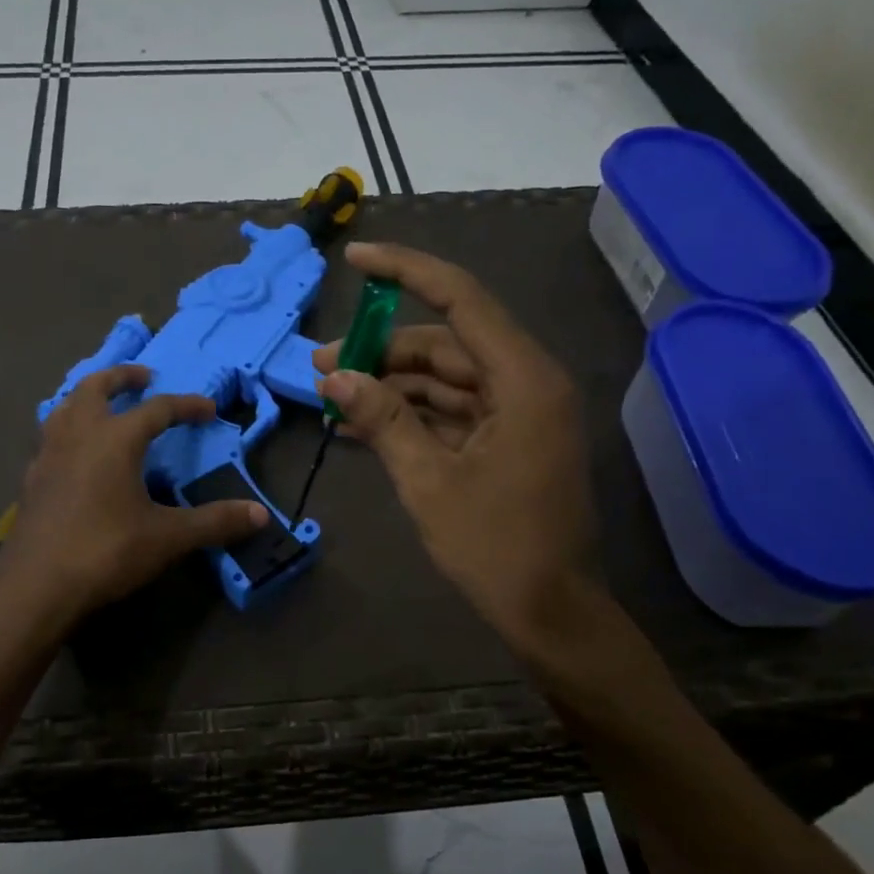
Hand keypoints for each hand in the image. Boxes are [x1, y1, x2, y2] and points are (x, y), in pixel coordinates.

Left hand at [0, 364, 267, 621]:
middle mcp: (78, 435)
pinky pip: (50, 436)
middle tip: (143, 377)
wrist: (36, 586)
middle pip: (95, 387)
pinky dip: (67, 428)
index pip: (158, 409)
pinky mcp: (32, 479)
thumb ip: (214, 522)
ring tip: (104, 404)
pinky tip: (75, 452)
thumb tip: (261, 515)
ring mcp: (48, 455)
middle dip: (121, 377)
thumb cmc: (106, 552)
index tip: (209, 409)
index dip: (186, 405)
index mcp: (115, 439)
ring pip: (65, 407)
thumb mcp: (167, 537)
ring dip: (87, 397)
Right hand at [314, 242, 603, 656]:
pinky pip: (453, 411)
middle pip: (446, 344)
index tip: (356, 260)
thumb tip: (334, 376)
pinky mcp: (508, 440)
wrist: (550, 612)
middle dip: (381, 350)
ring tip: (333, 396)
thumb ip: (382, 419)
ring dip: (391, 385)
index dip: (406, 272)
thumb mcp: (428, 481)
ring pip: (446, 379)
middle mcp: (526, 384)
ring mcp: (518, 413)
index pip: (460, 300)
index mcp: (523, 380)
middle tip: (323, 364)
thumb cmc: (496, 547)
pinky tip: (363, 422)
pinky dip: (411, 414)